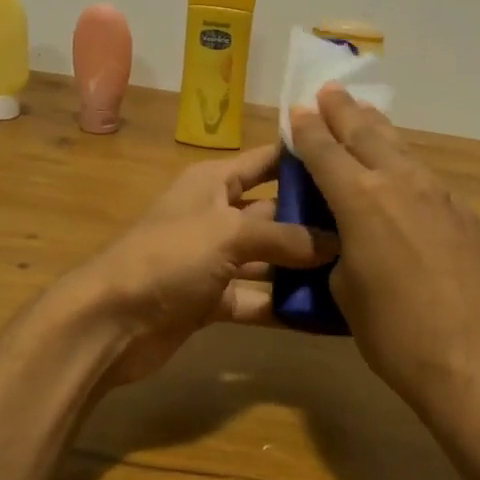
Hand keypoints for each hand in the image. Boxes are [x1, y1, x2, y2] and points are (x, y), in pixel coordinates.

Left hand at [71, 142, 336, 388]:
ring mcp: (214, 260)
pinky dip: (283, 305)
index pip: (267, 161)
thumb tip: (337, 243)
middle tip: (369, 229)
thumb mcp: (229, 234)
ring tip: (359, 272)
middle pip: (275, 212)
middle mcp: (216, 214)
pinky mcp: (213, 300)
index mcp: (214, 182)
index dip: (304, 159)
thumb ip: (285, 237)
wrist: (110, 321)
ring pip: (269, 259)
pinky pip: (256, 298)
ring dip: (304, 268)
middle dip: (315, 221)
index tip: (351, 161)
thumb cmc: (169, 257)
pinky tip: (325, 314)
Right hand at [290, 86, 479, 421]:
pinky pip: (430, 181)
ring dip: (380, 132)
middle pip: (367, 136)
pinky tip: (407, 176)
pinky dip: (410, 168)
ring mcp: (444, 197)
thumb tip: (353, 243)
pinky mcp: (472, 217)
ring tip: (367, 116)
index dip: (308, 131)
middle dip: (344, 112)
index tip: (298, 110)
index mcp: (361, 201)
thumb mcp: (348, 296)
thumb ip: (342, 256)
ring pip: (404, 152)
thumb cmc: (399, 336)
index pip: (325, 152)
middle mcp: (402, 185)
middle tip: (330, 92)